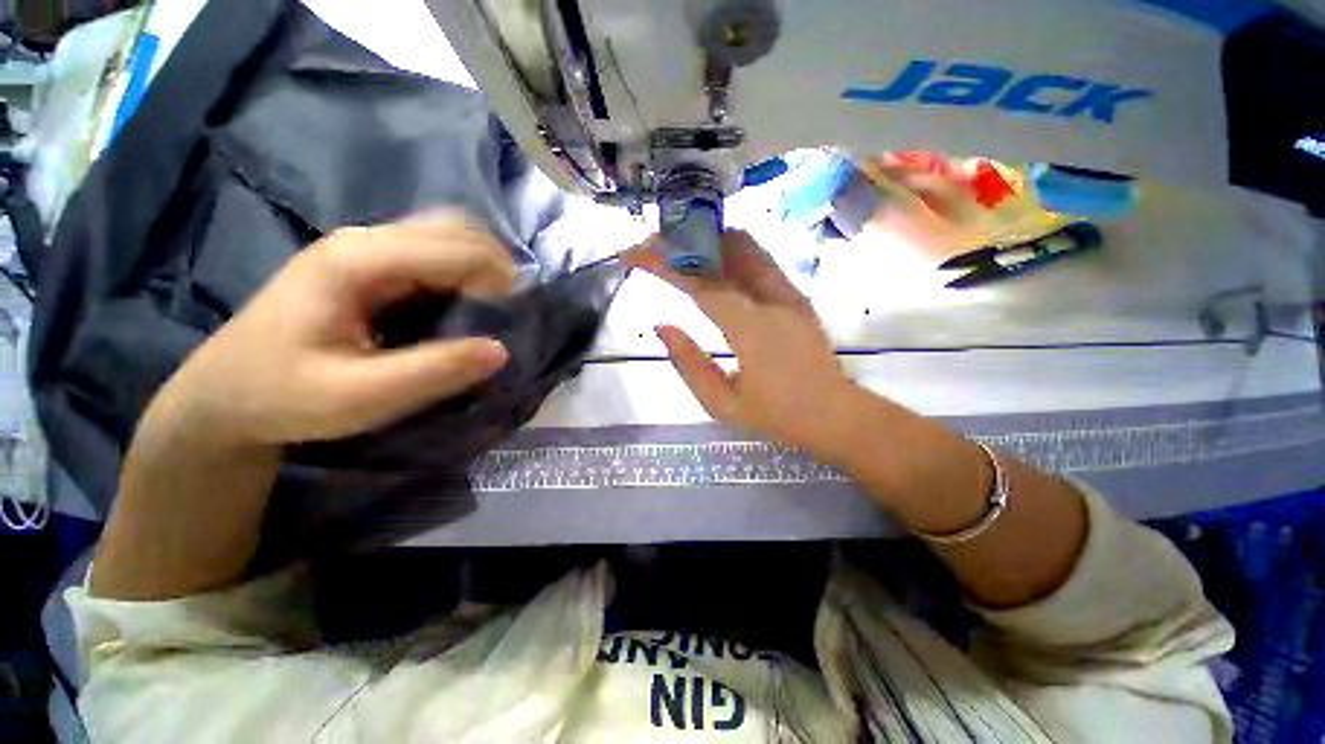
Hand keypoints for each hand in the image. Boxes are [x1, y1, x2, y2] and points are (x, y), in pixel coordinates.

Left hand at [151, 214, 515, 446]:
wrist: (223, 396)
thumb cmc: (282, 397)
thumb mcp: (359, 398)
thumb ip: (433, 372)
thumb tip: (501, 349)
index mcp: (358, 261)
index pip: (456, 247)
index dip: (498, 281)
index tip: (511, 323)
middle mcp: (365, 240)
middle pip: (456, 229)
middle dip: (496, 268)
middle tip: (505, 317)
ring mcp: (365, 248)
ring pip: (447, 236)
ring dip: (481, 267)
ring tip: (490, 311)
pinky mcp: (369, 264)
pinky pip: (434, 253)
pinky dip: (463, 272)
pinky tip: (463, 305)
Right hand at [628, 231, 863, 460]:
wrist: (835, 414)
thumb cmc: (777, 416)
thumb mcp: (722, 403)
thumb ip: (688, 363)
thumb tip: (661, 325)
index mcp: (751, 328)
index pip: (699, 282)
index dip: (663, 264)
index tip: (632, 254)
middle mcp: (771, 298)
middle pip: (721, 252)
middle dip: (681, 244)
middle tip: (651, 248)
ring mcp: (788, 292)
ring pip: (745, 246)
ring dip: (706, 242)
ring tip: (676, 250)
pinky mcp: (795, 294)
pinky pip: (759, 260)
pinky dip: (729, 252)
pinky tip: (711, 262)